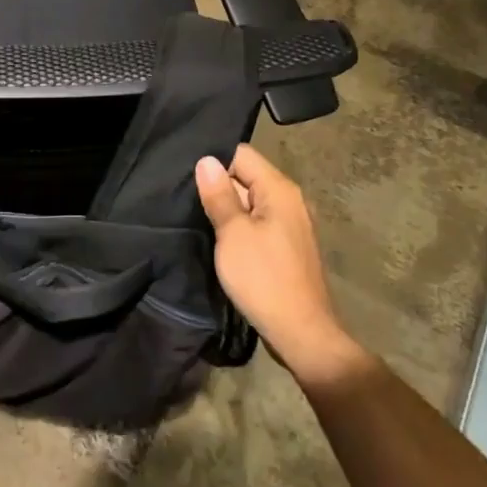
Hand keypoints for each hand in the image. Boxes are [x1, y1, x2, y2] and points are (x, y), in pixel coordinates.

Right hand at [195, 145, 357, 383]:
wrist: (301, 332)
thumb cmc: (263, 278)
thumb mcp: (233, 234)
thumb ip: (219, 195)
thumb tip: (206, 160)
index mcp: (279, 189)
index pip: (241, 154)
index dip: (214, 162)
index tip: (187, 177)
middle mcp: (290, 199)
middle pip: (247, 177)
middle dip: (219, 186)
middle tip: (185, 199)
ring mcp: (291, 223)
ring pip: (251, 202)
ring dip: (228, 209)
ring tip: (197, 217)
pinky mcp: (287, 246)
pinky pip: (258, 222)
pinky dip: (240, 227)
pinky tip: (220, 240)